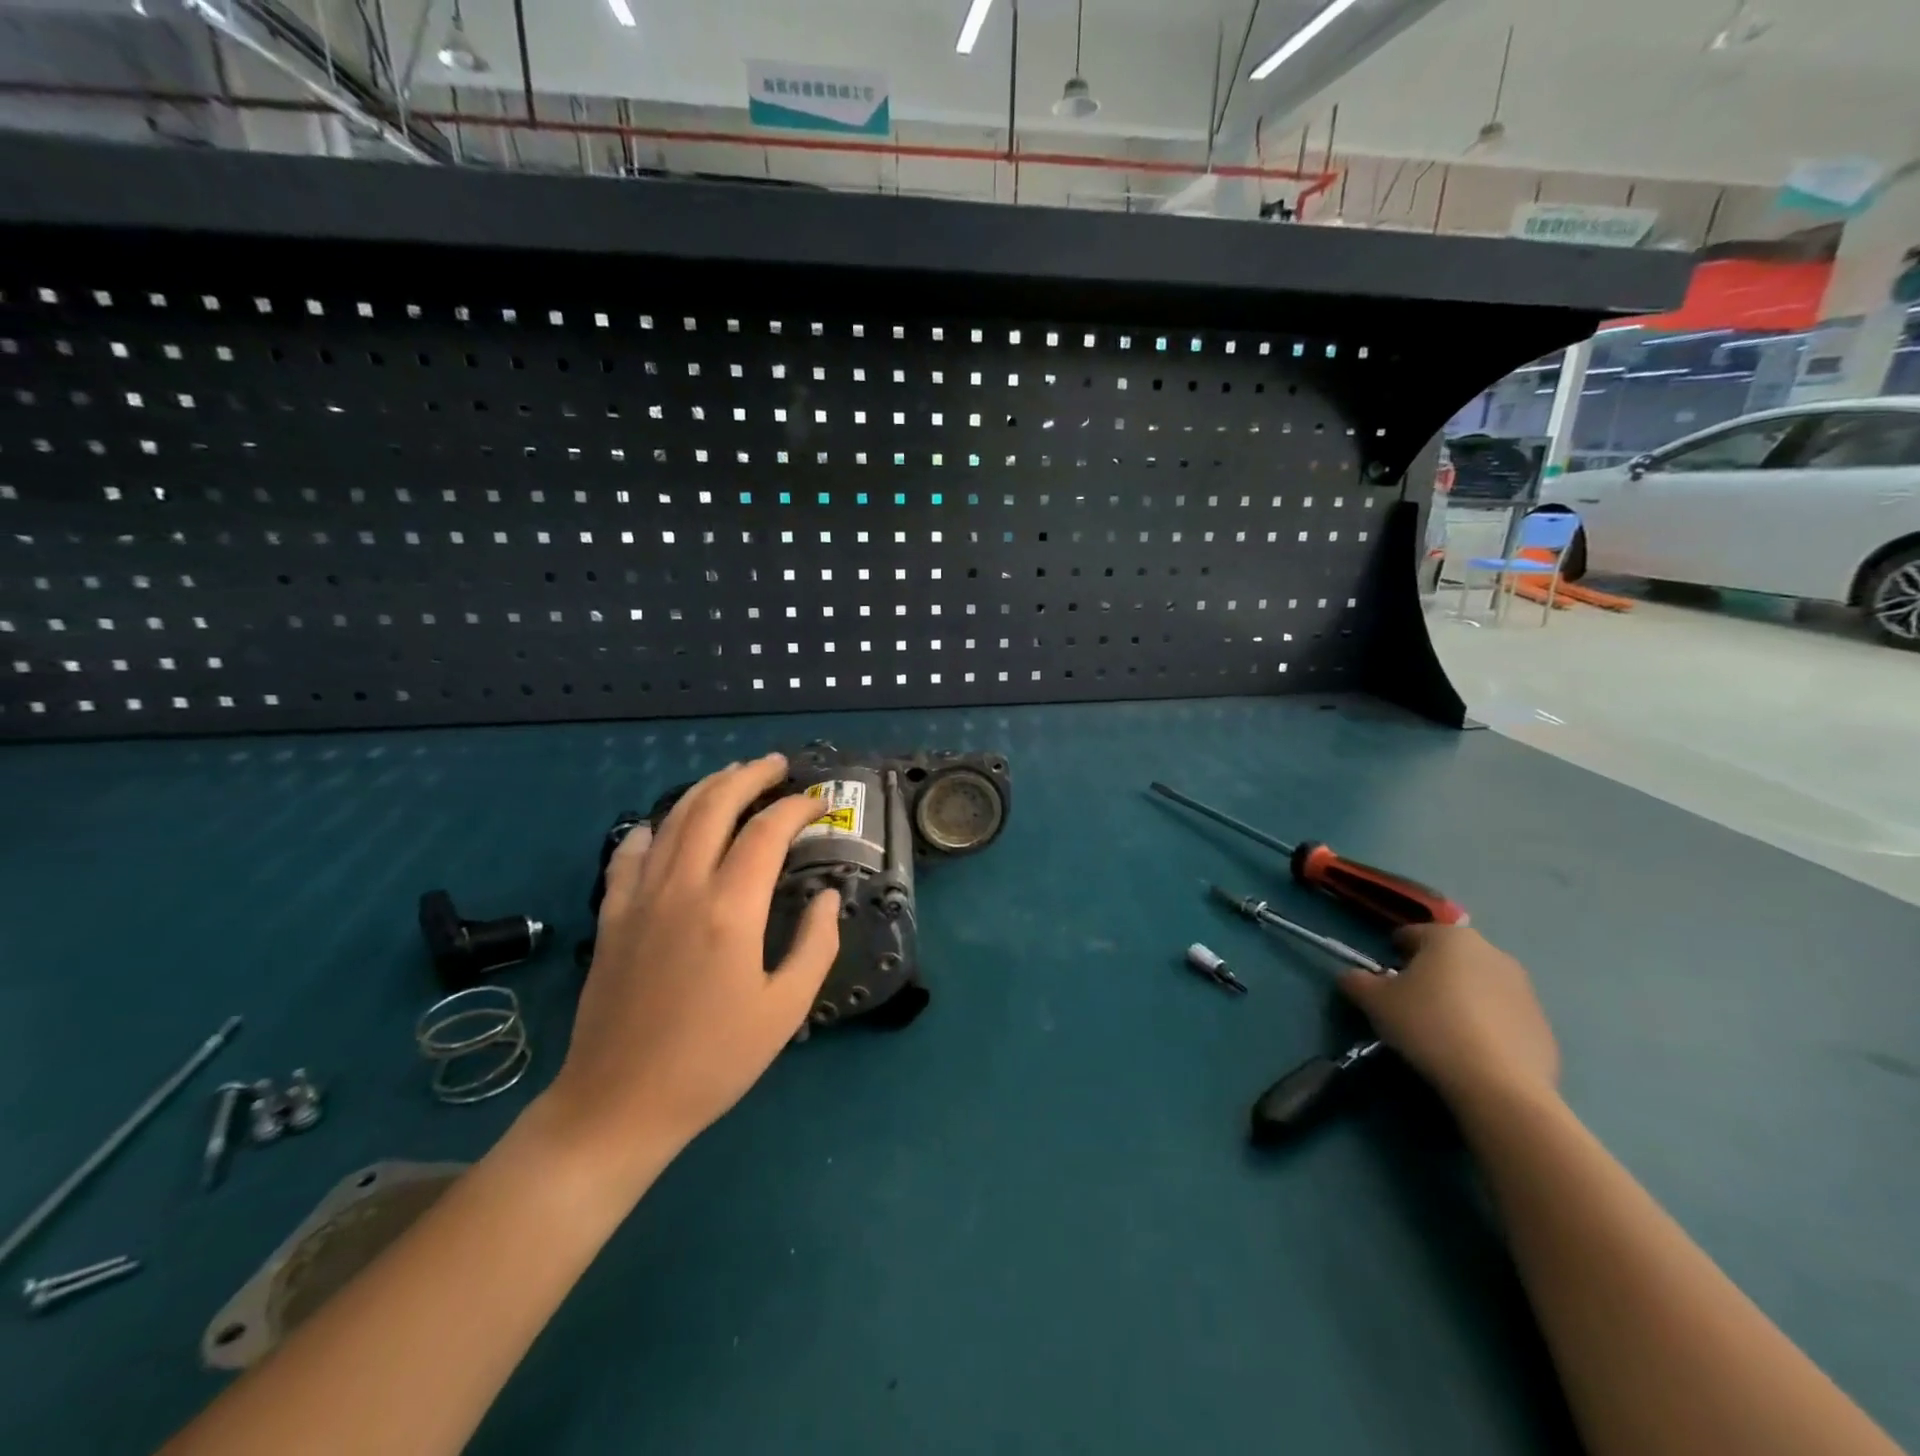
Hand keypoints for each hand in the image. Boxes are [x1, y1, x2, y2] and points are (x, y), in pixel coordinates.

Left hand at [541, 754, 841, 1180]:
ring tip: (733, 776)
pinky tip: (665, 826)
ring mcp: (639, 897)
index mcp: (730, 909)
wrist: (618, 1104)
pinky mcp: (612, 915)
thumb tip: (829, 896)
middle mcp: (682, 887)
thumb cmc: (713, 1062)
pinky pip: (630, 852)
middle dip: (749, 776)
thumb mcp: (786, 1010)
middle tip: (777, 765)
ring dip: (706, 789)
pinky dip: (653, 827)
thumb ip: (815, 945)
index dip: (797, 809)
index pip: (767, 832)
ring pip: (672, 819)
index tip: (819, 804)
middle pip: (714, 806)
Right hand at [1337, 925, 1558, 1111]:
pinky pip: (1502, 1016)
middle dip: (1429, 974)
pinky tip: (1470, 1051)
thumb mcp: (1374, 1001)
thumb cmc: (1429, 1025)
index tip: (1383, 979)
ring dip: (1460, 998)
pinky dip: (1485, 1025)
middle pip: (1449, 958)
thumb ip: (1356, 981)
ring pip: (1478, 985)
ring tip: (1441, 1030)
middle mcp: (1492, 953)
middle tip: (1410, 1003)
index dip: (1393, 953)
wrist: (1499, 1084)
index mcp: (1451, 938)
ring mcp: (1524, 990)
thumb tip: (1352, 977)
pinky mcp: (1543, 1025)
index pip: (1412, 934)